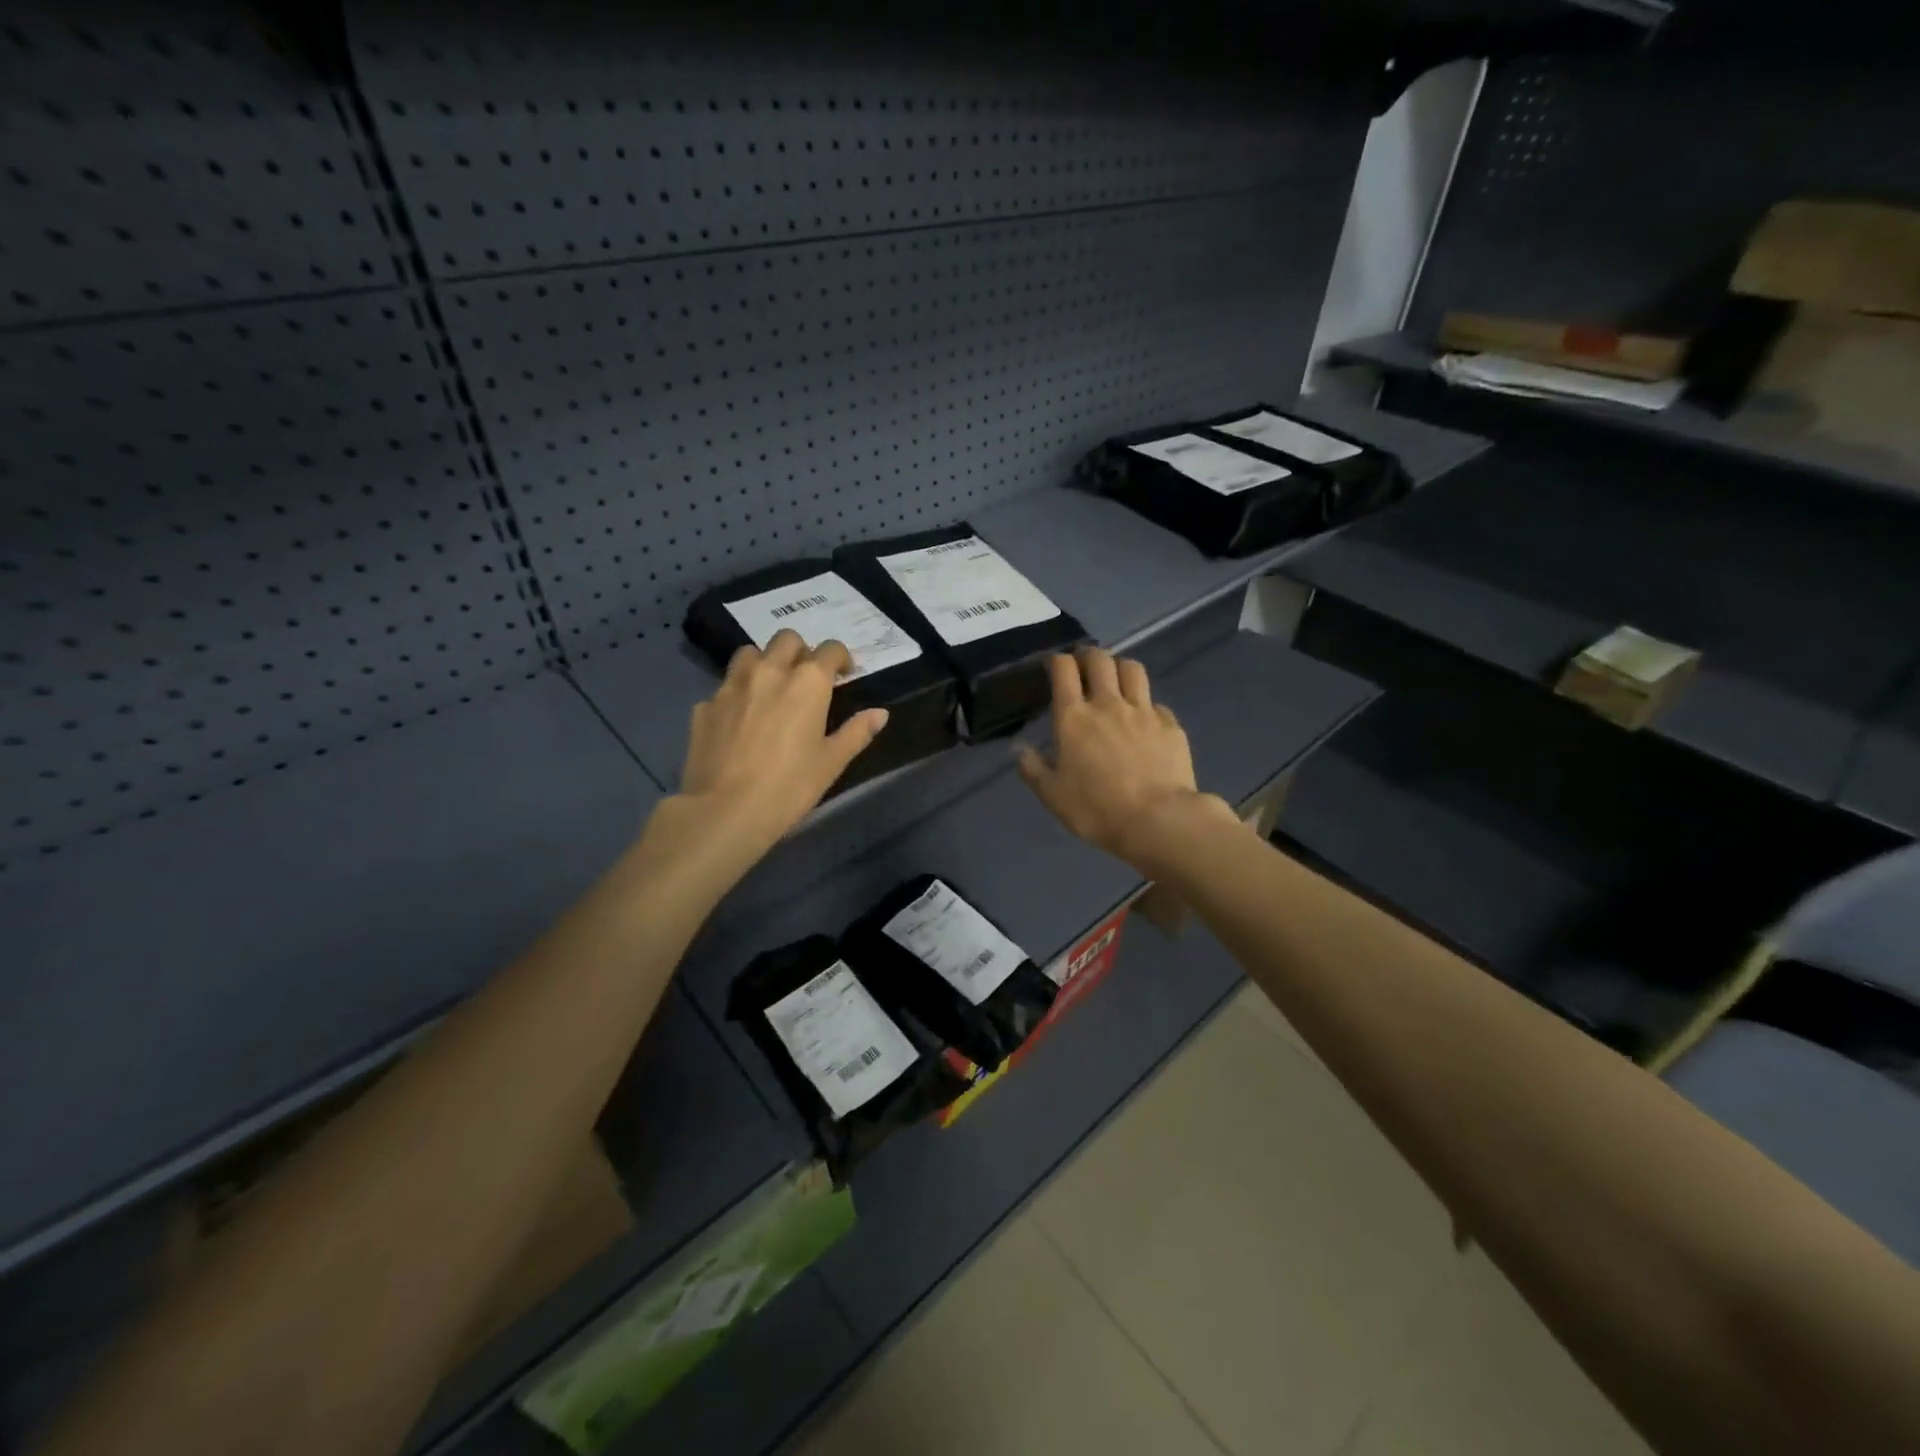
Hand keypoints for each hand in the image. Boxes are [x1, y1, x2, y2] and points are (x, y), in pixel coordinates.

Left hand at [672, 630, 888, 859]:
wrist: (726, 810)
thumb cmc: (790, 786)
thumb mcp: (832, 762)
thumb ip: (856, 732)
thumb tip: (879, 714)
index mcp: (808, 682)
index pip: (830, 650)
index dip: (840, 658)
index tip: (844, 675)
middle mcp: (769, 672)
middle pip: (786, 640)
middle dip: (801, 651)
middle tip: (806, 678)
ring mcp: (731, 686)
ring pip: (749, 654)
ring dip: (764, 663)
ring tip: (769, 688)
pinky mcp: (705, 706)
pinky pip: (724, 688)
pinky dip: (736, 695)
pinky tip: (739, 721)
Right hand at [1017, 648, 1235, 872]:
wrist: (1157, 820)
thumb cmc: (1096, 809)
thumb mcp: (1053, 795)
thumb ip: (1033, 769)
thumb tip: (1019, 749)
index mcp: (1073, 717)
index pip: (1063, 670)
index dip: (1057, 661)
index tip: (1054, 666)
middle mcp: (1108, 704)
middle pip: (1099, 660)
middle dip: (1088, 655)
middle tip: (1084, 664)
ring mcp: (1143, 711)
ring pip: (1133, 669)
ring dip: (1120, 667)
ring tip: (1116, 678)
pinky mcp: (1170, 725)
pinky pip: (1156, 703)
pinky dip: (1147, 705)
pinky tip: (1145, 720)